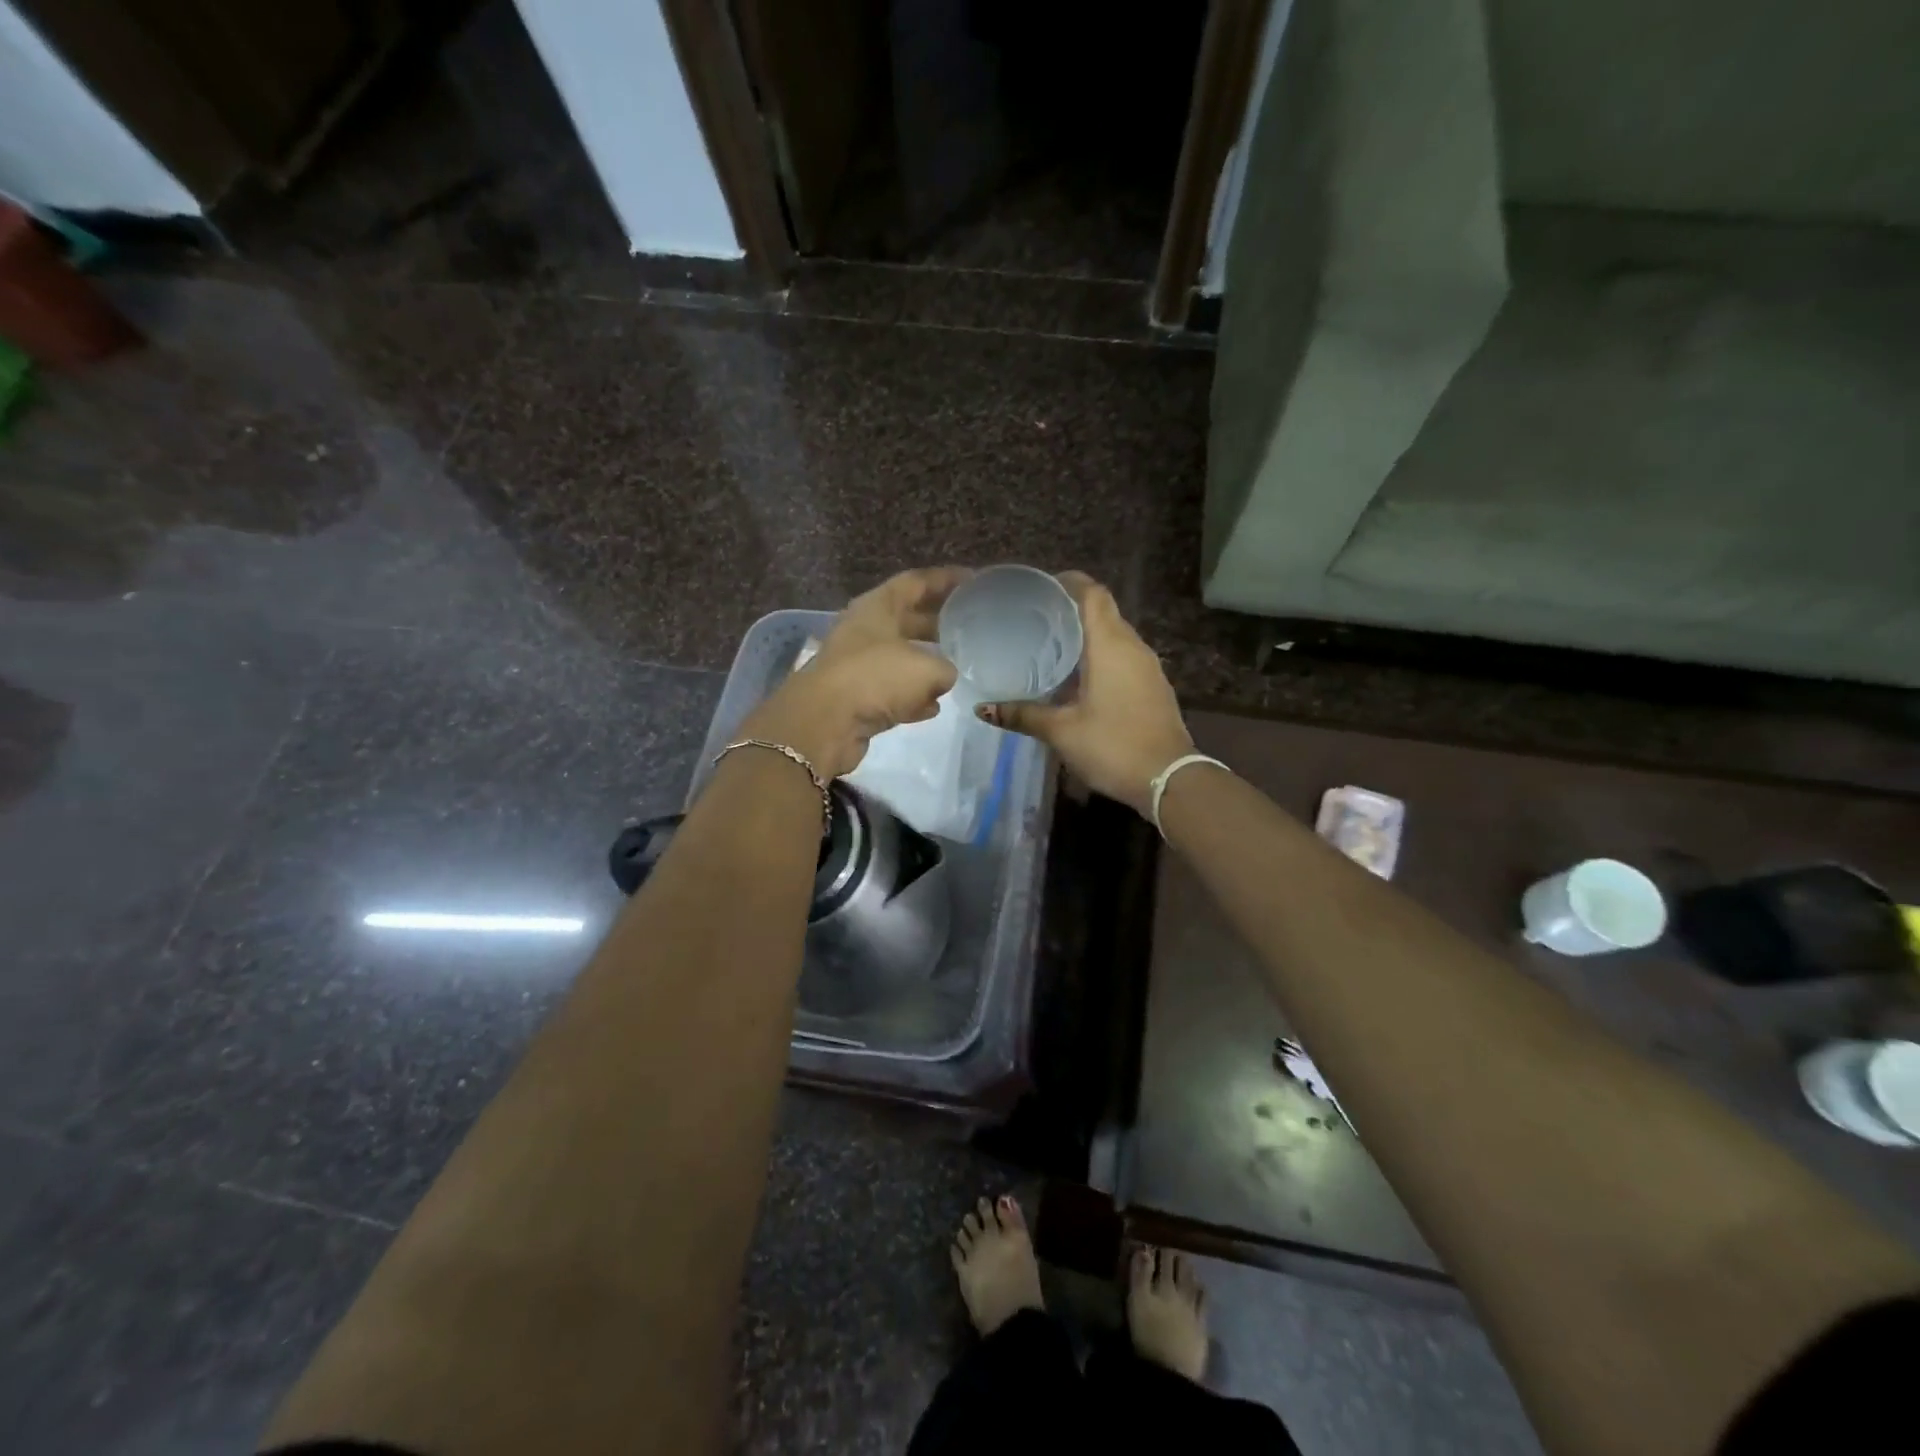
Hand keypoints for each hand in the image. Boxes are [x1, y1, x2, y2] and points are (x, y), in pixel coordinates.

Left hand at [741, 567, 968, 779]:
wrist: (825, 722)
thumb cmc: (876, 677)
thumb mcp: (926, 668)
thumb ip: (946, 668)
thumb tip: (945, 675)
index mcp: (877, 607)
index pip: (916, 582)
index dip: (946, 579)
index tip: (974, 580)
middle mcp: (865, 630)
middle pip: (908, 619)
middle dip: (938, 623)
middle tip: (970, 627)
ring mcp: (857, 665)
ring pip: (900, 657)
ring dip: (925, 663)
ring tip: (956, 668)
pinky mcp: (855, 697)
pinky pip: (890, 692)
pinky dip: (910, 698)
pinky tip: (932, 707)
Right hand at [977, 572, 1192, 817]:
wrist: (1169, 780)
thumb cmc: (1113, 745)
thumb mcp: (1061, 731)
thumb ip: (1022, 714)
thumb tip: (982, 708)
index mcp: (1110, 645)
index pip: (1093, 594)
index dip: (1068, 583)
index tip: (1039, 589)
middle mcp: (1132, 646)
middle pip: (1103, 611)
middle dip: (1070, 609)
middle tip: (1034, 619)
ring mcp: (1147, 666)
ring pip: (1114, 635)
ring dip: (1086, 634)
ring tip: (1050, 645)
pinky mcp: (1153, 686)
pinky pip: (1123, 656)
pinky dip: (1100, 655)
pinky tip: (1077, 676)